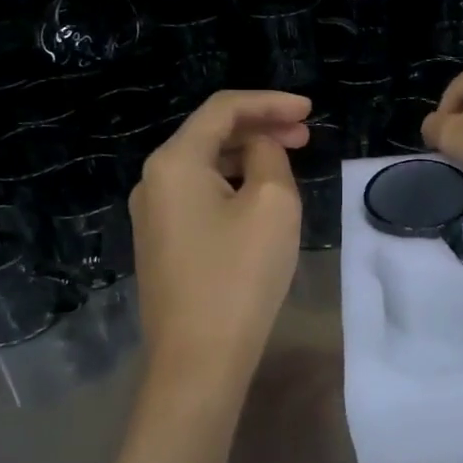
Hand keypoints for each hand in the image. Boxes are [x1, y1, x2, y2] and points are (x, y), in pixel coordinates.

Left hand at [130, 91, 310, 394]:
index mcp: (174, 162)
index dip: (269, 102)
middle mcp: (153, 181)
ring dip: (248, 156)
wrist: (199, 360)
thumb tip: (257, 149)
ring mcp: (153, 215)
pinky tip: (260, 197)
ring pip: (205, 166)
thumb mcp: (272, 203)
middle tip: (305, 135)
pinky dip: (233, 184)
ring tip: (289, 164)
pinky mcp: (162, 243)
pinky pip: (200, 195)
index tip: (309, 110)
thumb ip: (269, 156)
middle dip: (260, 127)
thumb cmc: (240, 275)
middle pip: (210, 134)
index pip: (223, 109)